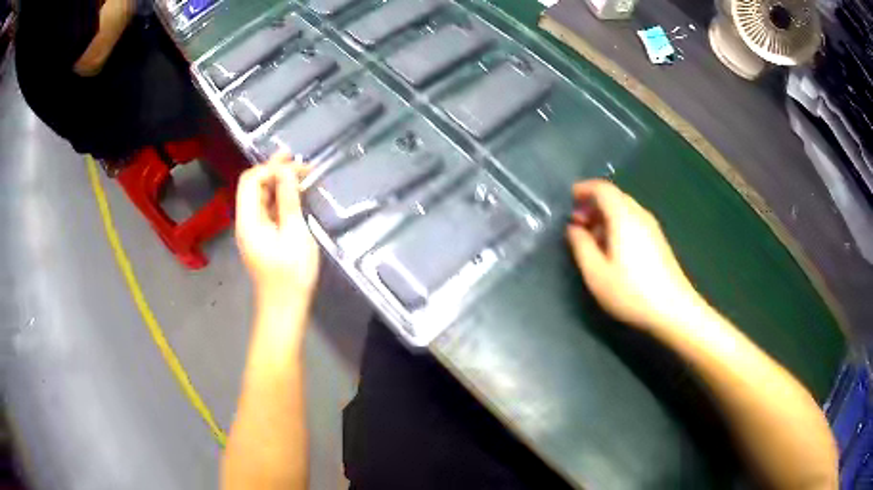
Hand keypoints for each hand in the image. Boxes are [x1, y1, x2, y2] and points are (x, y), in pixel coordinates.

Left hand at [235, 152, 319, 302]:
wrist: (285, 309)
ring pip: (260, 198)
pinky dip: (279, 199)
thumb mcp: (295, 233)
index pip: (251, 180)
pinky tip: (294, 197)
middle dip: (273, 171)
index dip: (271, 167)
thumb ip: (288, 199)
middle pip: (253, 187)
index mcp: (248, 219)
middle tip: (298, 161)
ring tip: (299, 175)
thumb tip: (286, 170)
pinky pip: (266, 211)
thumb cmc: (292, 274)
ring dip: (277, 184)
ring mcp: (252, 231)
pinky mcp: (261, 239)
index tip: (296, 166)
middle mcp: (245, 221)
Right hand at [566, 180, 704, 331]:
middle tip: (577, 223)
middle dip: (593, 204)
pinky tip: (612, 249)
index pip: (602, 188)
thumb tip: (573, 228)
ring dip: (605, 216)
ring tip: (591, 238)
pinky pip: (633, 221)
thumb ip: (581, 246)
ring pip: (624, 209)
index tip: (569, 200)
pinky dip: (617, 225)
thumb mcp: (596, 273)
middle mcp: (639, 214)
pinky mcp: (658, 240)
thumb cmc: (631, 292)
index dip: (584, 189)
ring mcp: (652, 227)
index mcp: (623, 216)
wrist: (673, 309)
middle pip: (614, 197)